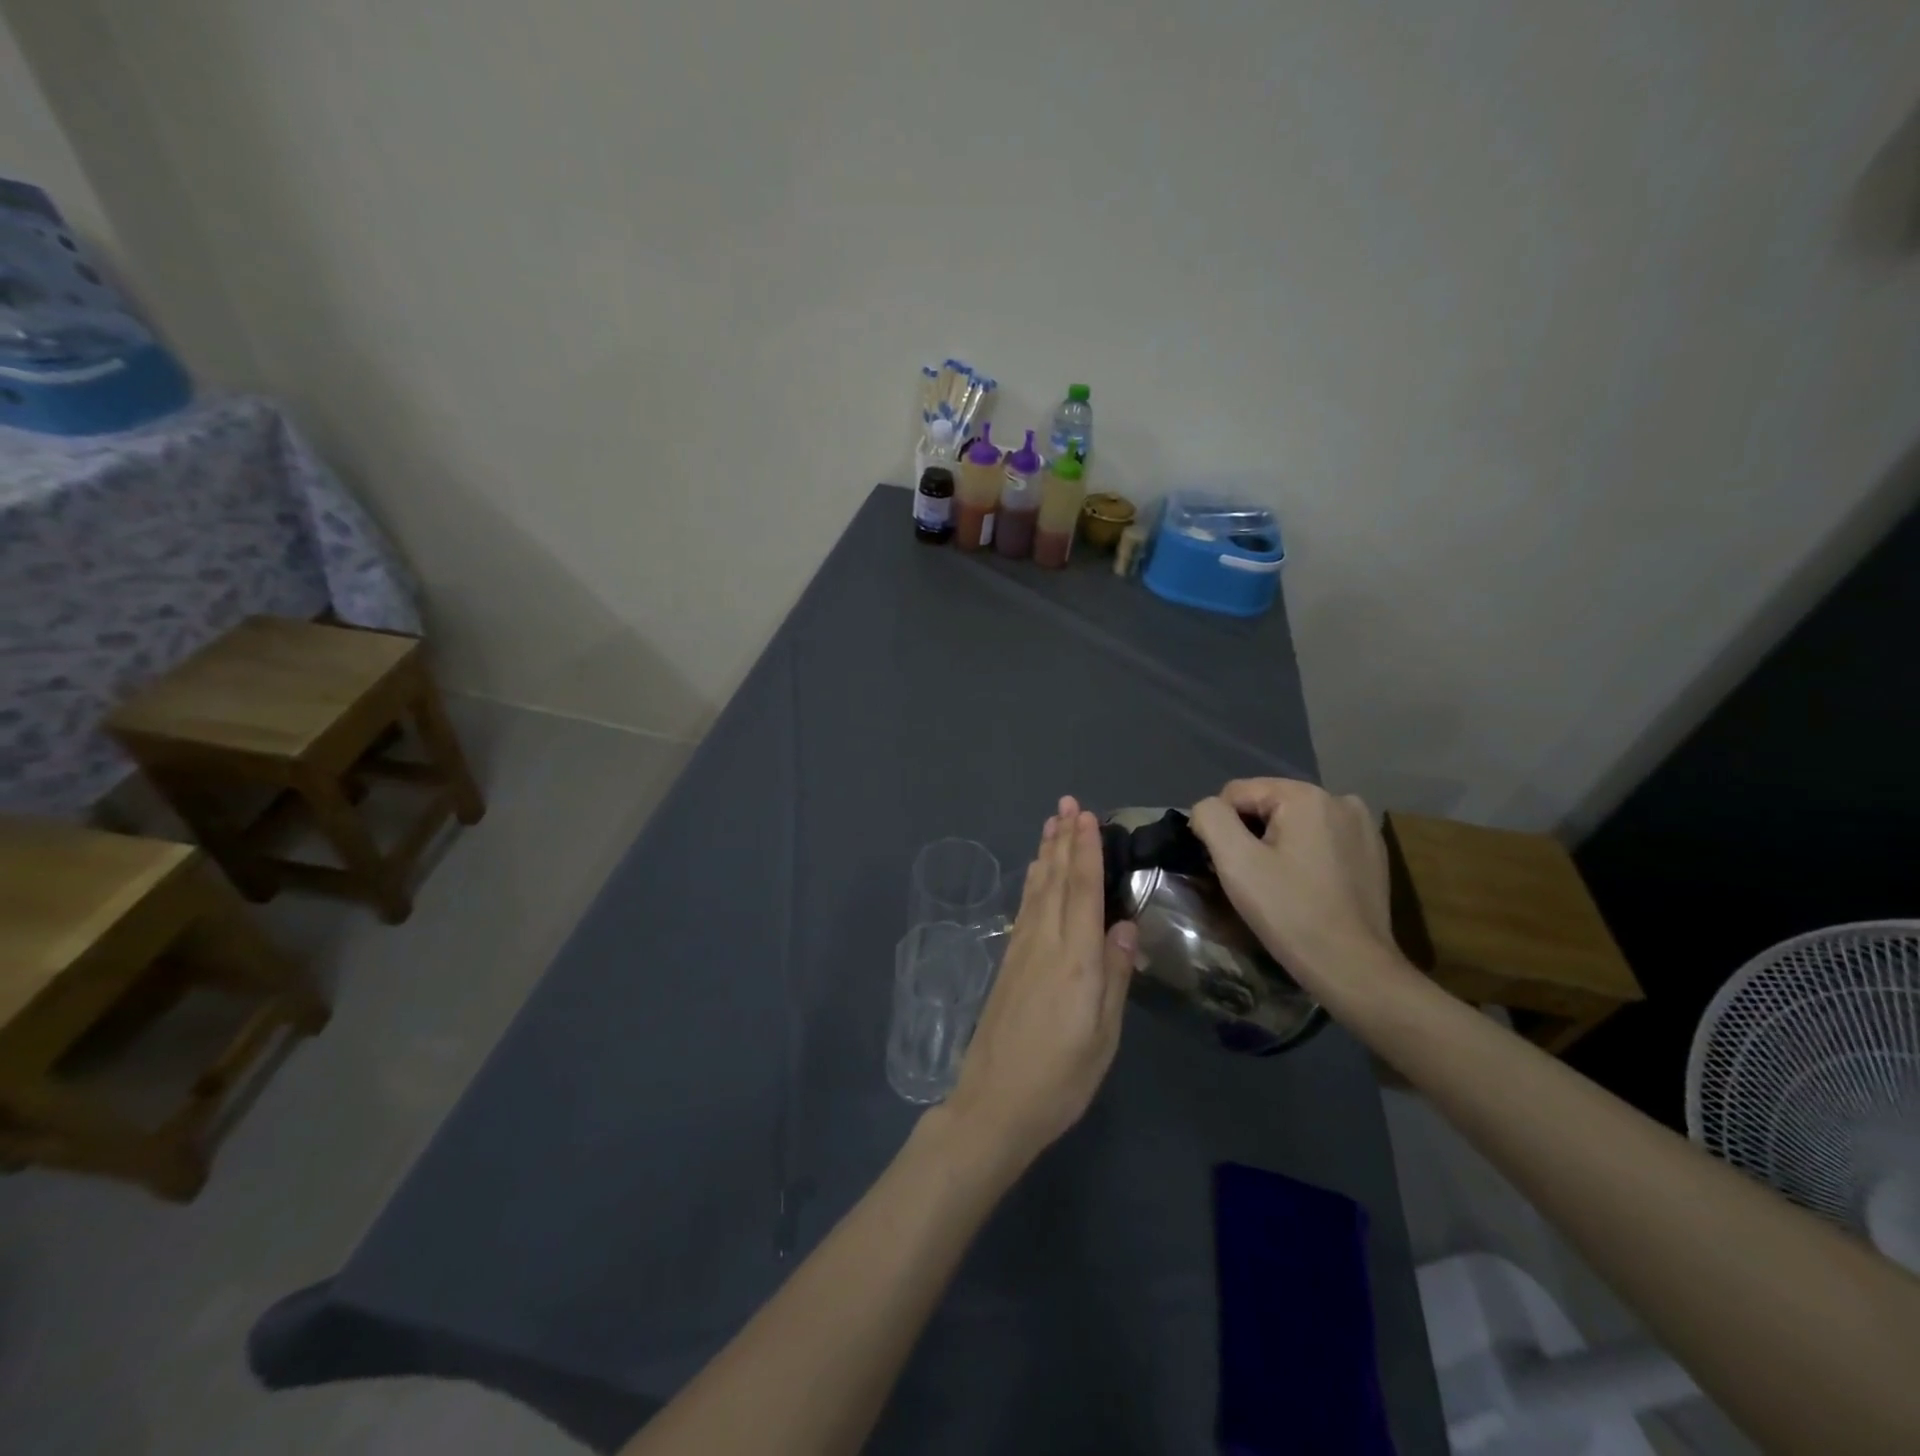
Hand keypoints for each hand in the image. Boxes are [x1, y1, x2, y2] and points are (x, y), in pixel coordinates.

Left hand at [944, 797, 1136, 1169]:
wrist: (994, 1104)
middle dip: (1063, 840)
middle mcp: (1045, 945)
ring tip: (1052, 824)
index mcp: (1075, 961)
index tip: (1086, 817)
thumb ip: (1115, 976)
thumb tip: (1125, 924)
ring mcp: (1022, 952)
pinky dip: (1032, 883)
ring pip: (1036, 891)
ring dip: (1046, 854)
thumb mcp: (1103, 1036)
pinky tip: (1034, 874)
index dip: (1085, 852)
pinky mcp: (1008, 964)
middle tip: (1067, 804)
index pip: (1082, 892)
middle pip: (1055, 881)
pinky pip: (1025, 909)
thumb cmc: (1061, 1079)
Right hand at [1188, 779, 1397, 990]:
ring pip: (1293, 822)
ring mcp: (1362, 826)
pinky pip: (1320, 839)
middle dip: (1250, 835)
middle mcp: (1339, 799)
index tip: (1227, 867)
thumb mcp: (1236, 862)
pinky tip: (1306, 887)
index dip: (1221, 828)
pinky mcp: (1373, 852)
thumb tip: (1207, 809)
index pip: (1236, 793)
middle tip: (1251, 879)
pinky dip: (1305, 855)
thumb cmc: (1289, 912)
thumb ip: (1211, 819)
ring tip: (1277, 884)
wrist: (1352, 967)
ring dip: (1276, 844)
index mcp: (1306, 795)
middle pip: (1267, 805)